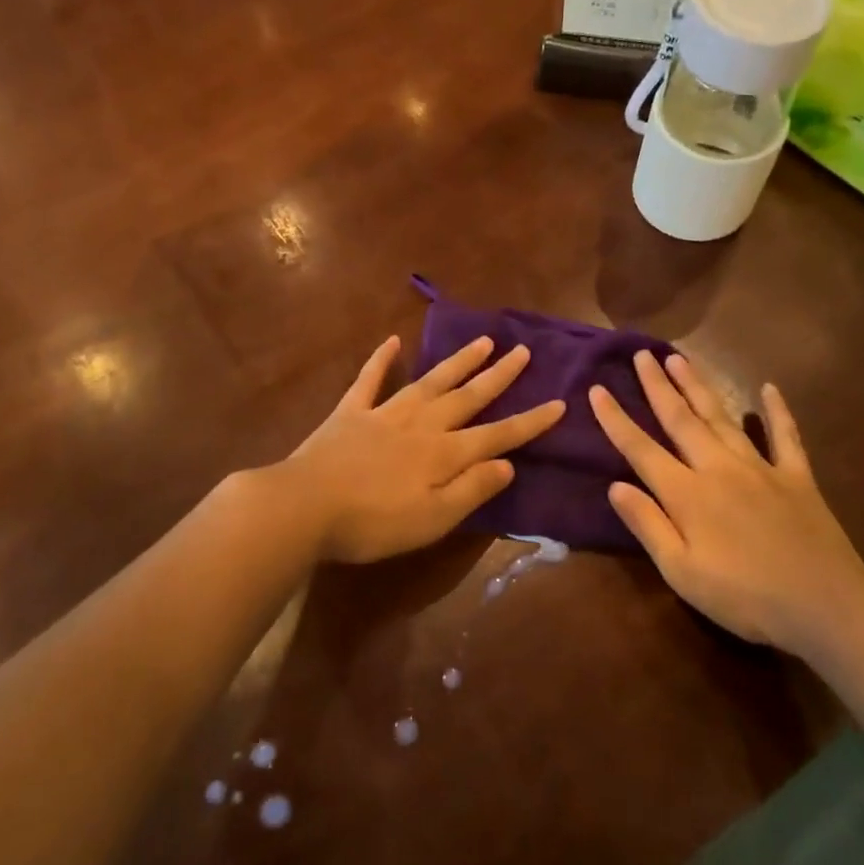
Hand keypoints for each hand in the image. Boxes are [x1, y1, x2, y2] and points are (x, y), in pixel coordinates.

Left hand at [287, 334, 564, 563]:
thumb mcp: (432, 520)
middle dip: (499, 376)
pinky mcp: (351, 412)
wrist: (305, 506)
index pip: (497, 435)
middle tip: (523, 351)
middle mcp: (422, 425)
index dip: (529, 422)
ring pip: (431, 381)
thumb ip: (472, 490)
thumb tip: (508, 464)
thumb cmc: (373, 523)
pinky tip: (392, 341)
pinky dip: (381, 360)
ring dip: (459, 362)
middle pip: (468, 397)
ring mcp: (385, 413)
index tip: (558, 403)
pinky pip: (370, 380)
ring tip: (483, 341)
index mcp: (444, 454)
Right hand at [591, 351, 863, 661]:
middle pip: (680, 419)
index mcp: (687, 494)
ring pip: (722, 418)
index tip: (597, 389)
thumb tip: (615, 486)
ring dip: (699, 386)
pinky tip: (769, 389)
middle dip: (658, 385)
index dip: (616, 419)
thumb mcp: (682, 573)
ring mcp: (761, 468)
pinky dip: (777, 411)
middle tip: (642, 354)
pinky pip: (785, 436)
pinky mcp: (797, 477)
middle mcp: (718, 468)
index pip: (641, 449)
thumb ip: (648, 525)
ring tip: (680, 358)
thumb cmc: (745, 598)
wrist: (826, 606)